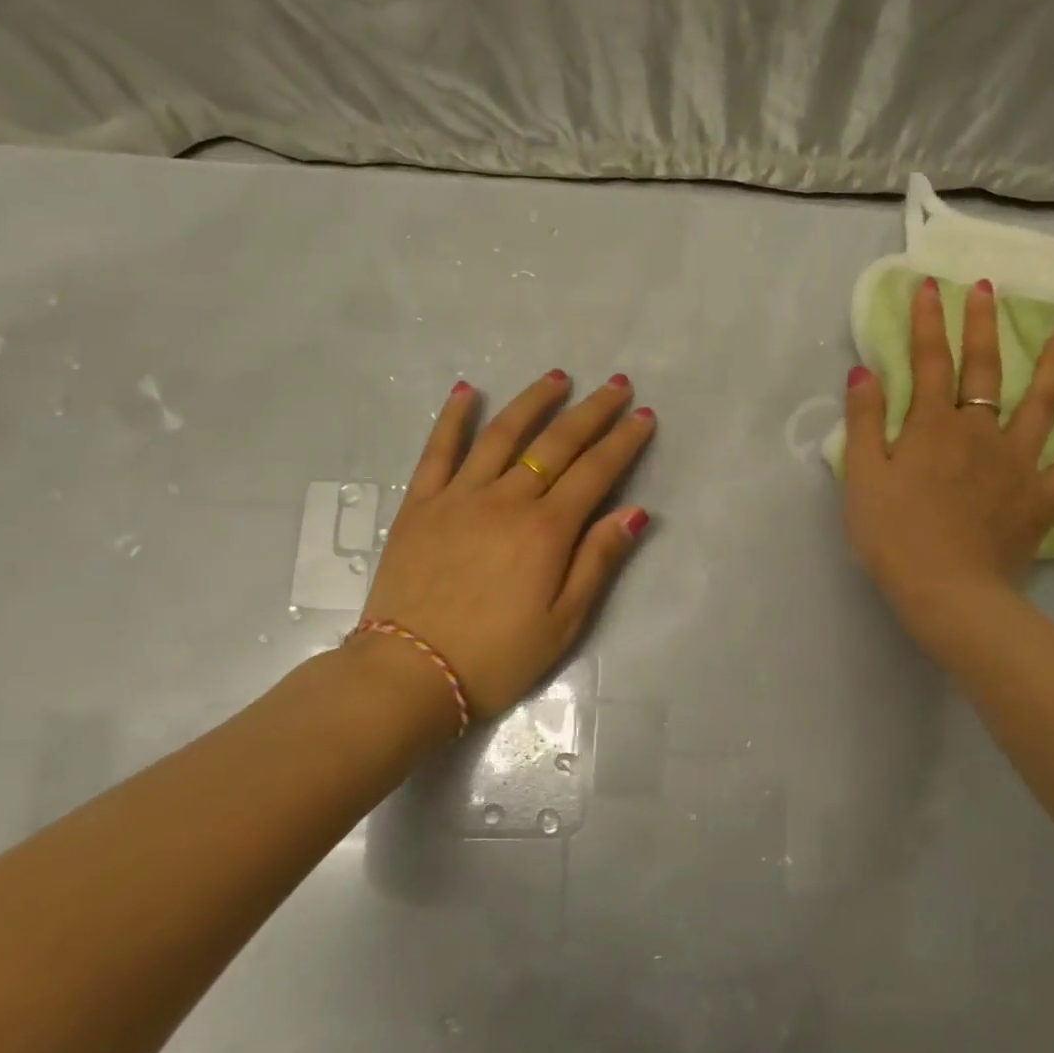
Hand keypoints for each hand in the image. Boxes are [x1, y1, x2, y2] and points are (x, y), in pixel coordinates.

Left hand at [350, 370, 655, 723]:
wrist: (409, 675)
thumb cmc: (497, 656)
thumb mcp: (564, 622)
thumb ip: (598, 561)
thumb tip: (635, 512)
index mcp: (546, 530)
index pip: (596, 471)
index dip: (624, 441)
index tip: (644, 415)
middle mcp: (507, 500)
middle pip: (557, 443)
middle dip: (592, 411)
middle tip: (617, 385)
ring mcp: (459, 497)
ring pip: (503, 434)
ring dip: (534, 401)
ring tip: (558, 377)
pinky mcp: (420, 504)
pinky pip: (438, 450)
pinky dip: (454, 418)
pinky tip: (468, 391)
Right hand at [842, 276, 1053, 638]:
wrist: (947, 592)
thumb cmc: (894, 535)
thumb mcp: (862, 477)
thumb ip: (864, 422)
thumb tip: (864, 372)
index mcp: (933, 426)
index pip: (930, 361)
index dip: (928, 322)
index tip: (930, 286)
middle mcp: (980, 432)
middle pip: (985, 370)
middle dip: (984, 326)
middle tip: (989, 288)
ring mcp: (1018, 464)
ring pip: (1040, 406)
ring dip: (1052, 368)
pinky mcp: (1041, 498)